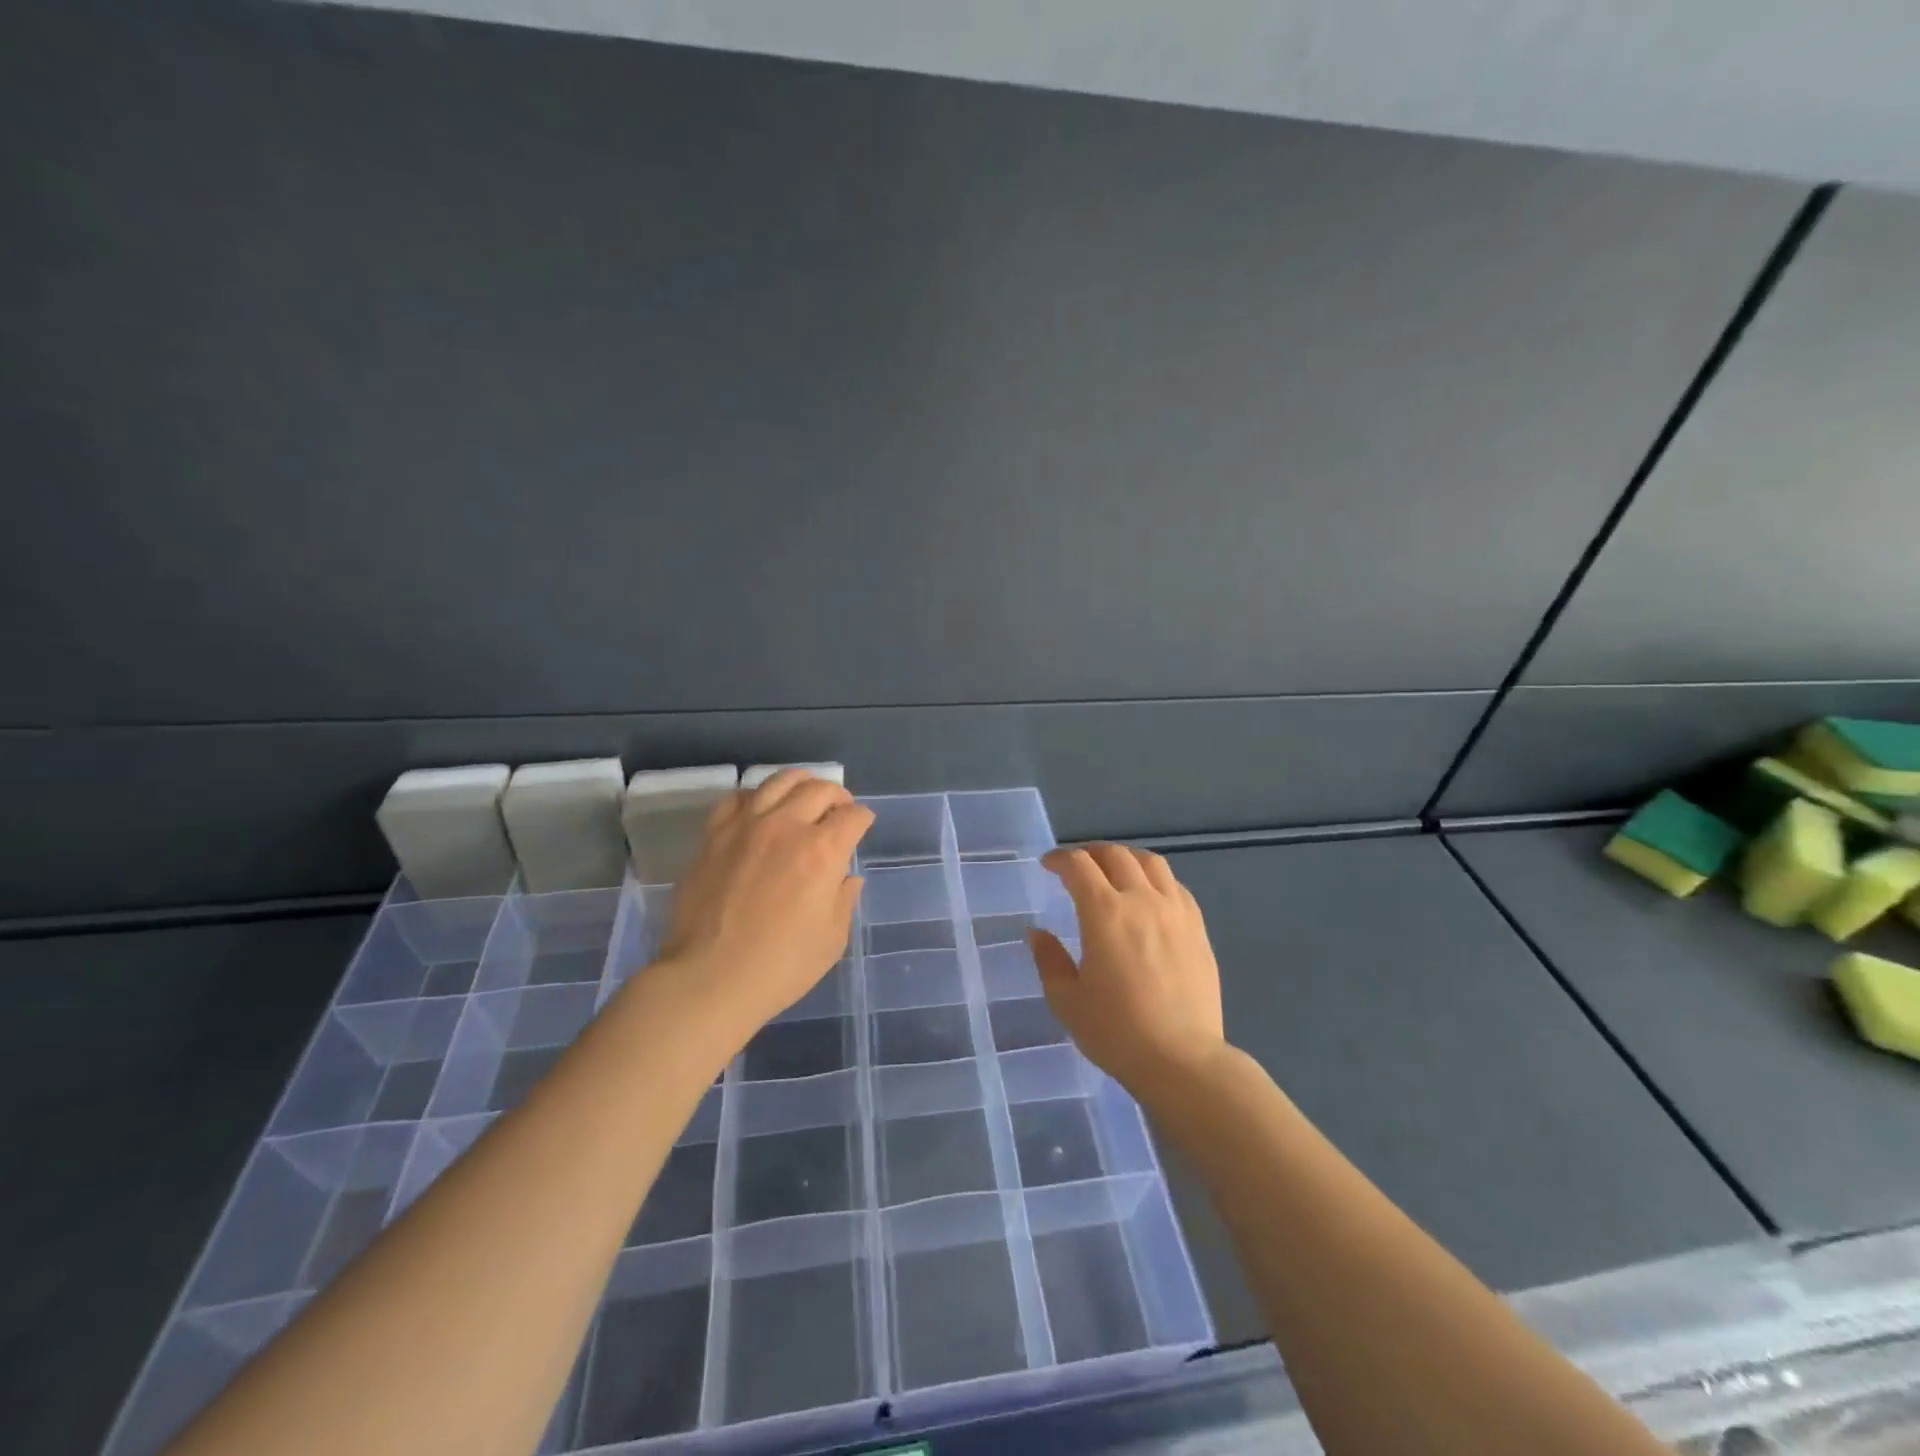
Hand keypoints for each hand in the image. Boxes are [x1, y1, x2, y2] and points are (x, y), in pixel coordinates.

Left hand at [662, 769, 873, 1049]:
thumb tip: (847, 878)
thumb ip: (844, 900)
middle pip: (820, 789)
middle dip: (837, 796)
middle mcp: (787, 826)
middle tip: (838, 810)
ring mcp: (746, 826)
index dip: (863, 819)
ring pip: (779, 781)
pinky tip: (759, 810)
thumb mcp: (832, 939)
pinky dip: (755, 796)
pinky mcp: (715, 834)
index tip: (862, 826)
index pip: (853, 816)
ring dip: (800, 783)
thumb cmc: (781, 966)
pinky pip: (737, 798)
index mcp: (823, 851)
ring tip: (803, 796)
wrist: (709, 978)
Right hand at [1030, 843, 1225, 1103]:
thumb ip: (1049, 960)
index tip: (1048, 866)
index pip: (1078, 865)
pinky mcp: (1198, 929)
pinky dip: (1155, 879)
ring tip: (1114, 870)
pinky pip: (1176, 886)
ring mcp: (1175, 912)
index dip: (1059, 859)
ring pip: (1151, 863)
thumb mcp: (1067, 1000)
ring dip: (1126, 858)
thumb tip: (1037, 932)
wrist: (1183, 1061)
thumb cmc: (1117, 1032)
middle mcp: (1142, 900)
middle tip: (1077, 867)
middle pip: (1115, 855)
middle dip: (1090, 853)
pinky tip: (1149, 896)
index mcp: (1104, 913)